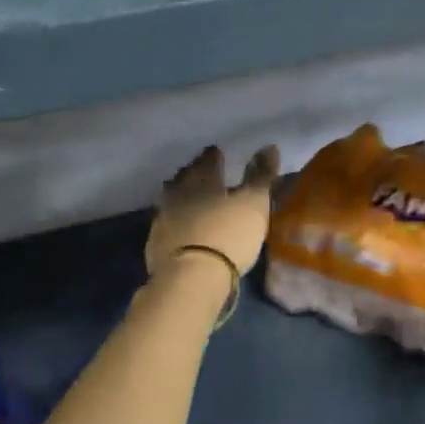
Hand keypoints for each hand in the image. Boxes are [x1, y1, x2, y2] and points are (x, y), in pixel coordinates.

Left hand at [146, 144, 280, 281]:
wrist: (192, 277)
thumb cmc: (229, 234)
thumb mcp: (254, 203)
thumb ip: (261, 176)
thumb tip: (269, 147)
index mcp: (202, 181)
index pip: (207, 161)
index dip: (213, 156)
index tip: (216, 151)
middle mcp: (178, 195)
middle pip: (184, 178)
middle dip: (192, 173)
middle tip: (199, 171)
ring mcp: (163, 220)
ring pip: (170, 200)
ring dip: (179, 196)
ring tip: (188, 198)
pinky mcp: (155, 245)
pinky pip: (166, 225)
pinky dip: (174, 222)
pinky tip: (180, 228)